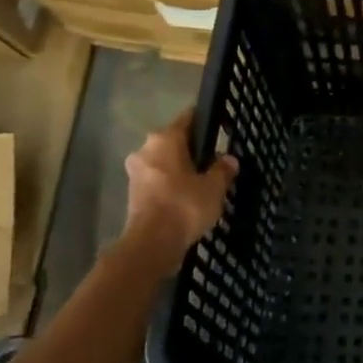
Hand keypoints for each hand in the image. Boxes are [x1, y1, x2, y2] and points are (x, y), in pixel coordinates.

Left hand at [120, 109, 237, 275]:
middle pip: (174, 142)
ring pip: (164, 162)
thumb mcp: (214, 187)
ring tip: (202, 183)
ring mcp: (136, 172)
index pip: (188, 118)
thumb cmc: (184, 206)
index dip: (205, 122)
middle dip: (192, 150)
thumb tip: (229, 159)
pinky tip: (186, 198)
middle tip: (213, 162)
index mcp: (165, 139)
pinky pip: (157, 181)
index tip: (219, 129)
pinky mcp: (133, 193)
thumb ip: (222, 170)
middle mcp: (146, 149)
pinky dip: (170, 186)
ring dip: (180, 170)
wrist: (151, 244)